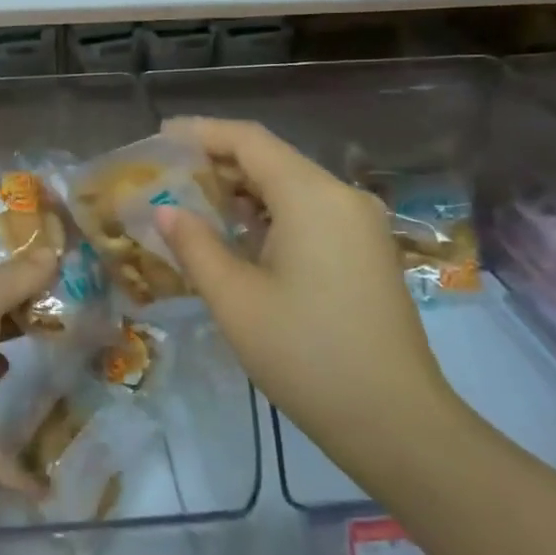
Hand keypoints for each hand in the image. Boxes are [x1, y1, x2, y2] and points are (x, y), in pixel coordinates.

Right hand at [152, 116, 460, 457]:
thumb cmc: (305, 354)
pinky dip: (269, 213)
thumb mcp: (234, 298)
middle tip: (168, 176)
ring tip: (194, 203)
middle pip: (271, 159)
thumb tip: (164, 210)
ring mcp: (360, 224)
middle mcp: (341, 197)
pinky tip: (238, 234)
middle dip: (218, 162)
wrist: (395, 421)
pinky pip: (310, 212)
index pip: (249, 140)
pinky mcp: (366, 251)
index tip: (160, 138)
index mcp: (311, 196)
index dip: (201, 132)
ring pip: (291, 186)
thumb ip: (194, 244)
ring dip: (243, 189)